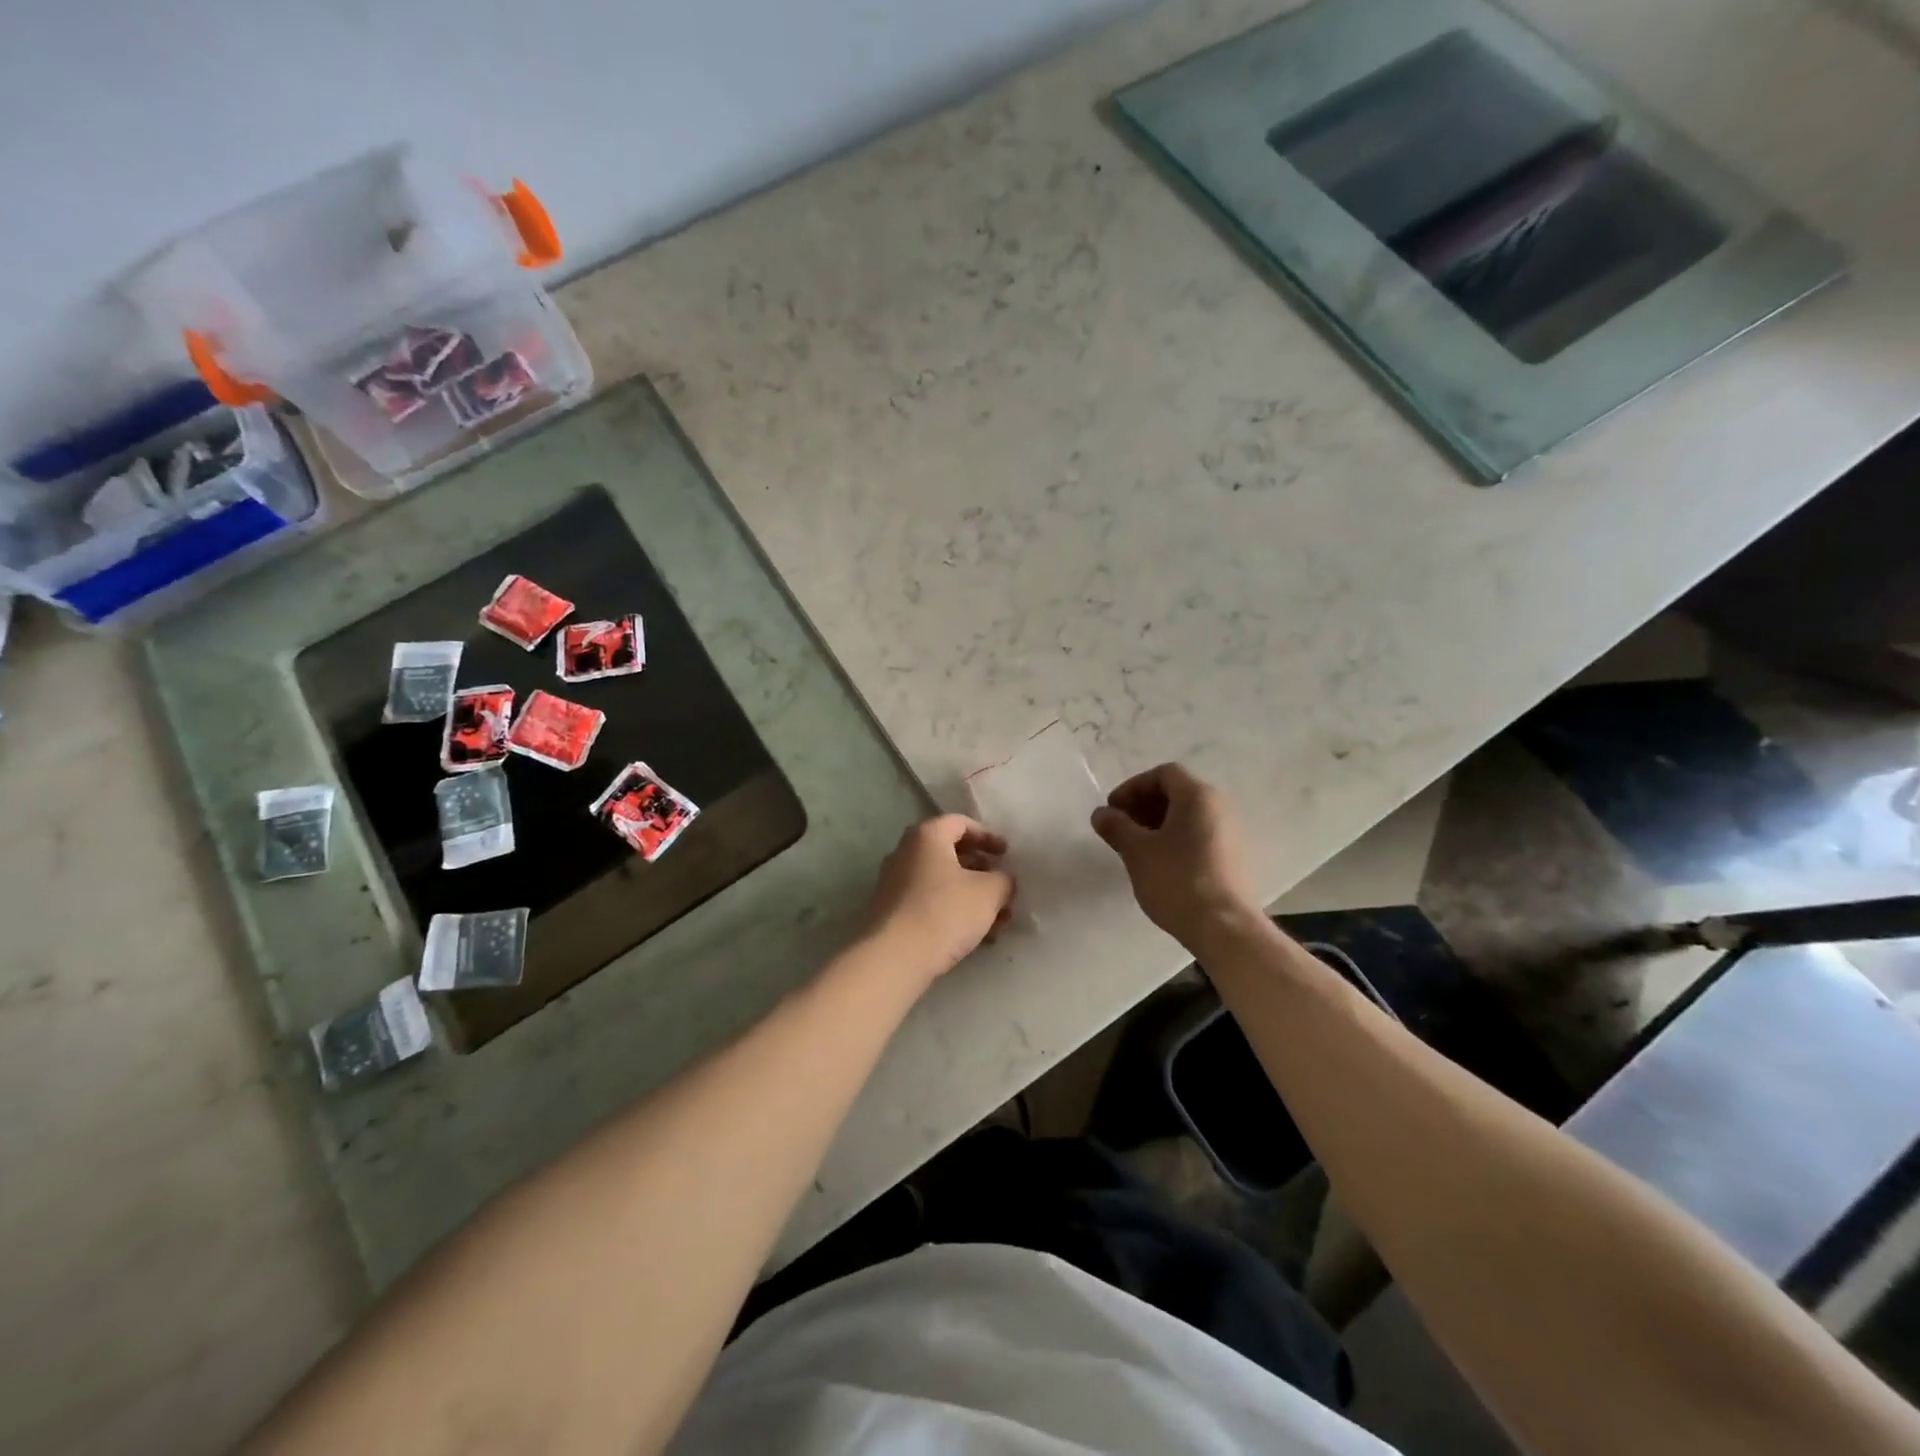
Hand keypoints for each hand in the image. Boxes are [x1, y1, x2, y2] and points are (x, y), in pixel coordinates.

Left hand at [861, 815, 1014, 982]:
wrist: (895, 957)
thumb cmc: (944, 912)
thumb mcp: (989, 893)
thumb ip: (1003, 880)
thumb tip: (1003, 880)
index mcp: (926, 836)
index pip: (961, 823)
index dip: (988, 836)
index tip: (1006, 854)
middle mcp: (905, 852)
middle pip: (950, 853)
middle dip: (982, 871)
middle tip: (1002, 887)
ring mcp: (894, 882)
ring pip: (942, 881)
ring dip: (971, 896)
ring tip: (997, 920)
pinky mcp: (891, 911)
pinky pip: (928, 901)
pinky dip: (953, 910)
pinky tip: (975, 936)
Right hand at [1091, 763, 1257, 949]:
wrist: (1223, 927)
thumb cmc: (1176, 880)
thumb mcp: (1137, 851)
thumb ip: (1116, 826)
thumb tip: (1101, 814)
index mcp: (1197, 796)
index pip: (1163, 773)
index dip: (1133, 787)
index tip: (1113, 810)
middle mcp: (1218, 807)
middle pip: (1177, 792)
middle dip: (1143, 805)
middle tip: (1121, 828)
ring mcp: (1229, 833)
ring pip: (1188, 815)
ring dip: (1157, 823)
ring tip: (1136, 848)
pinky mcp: (1232, 857)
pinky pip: (1199, 834)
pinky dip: (1175, 839)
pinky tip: (1159, 864)